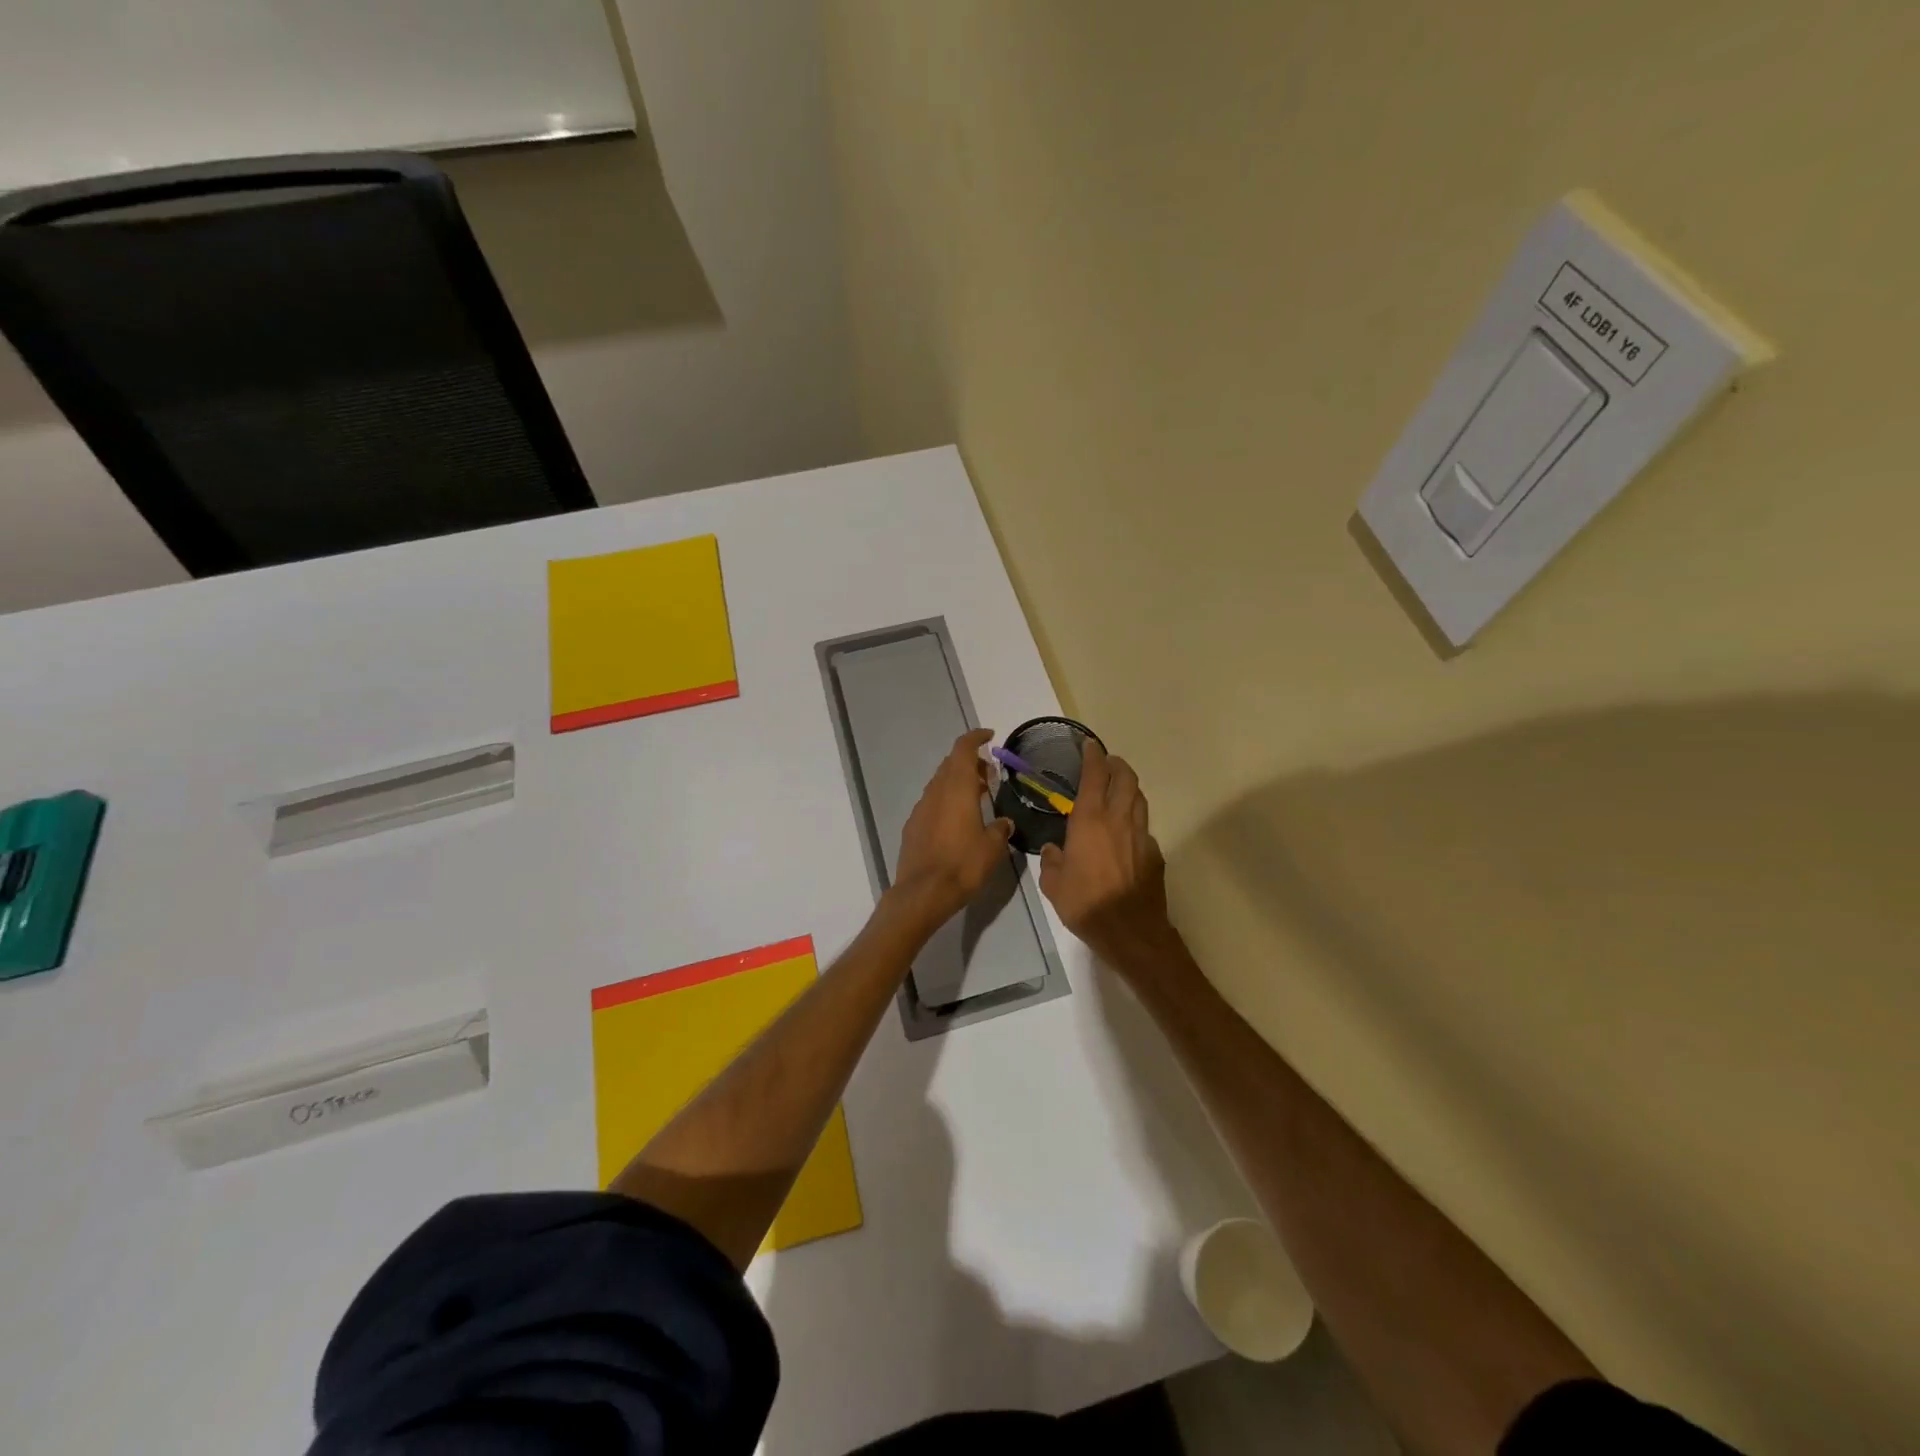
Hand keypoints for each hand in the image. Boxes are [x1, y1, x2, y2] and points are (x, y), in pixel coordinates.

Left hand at [887, 728, 1014, 933]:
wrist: (923, 893)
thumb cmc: (962, 865)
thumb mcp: (992, 847)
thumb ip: (1000, 829)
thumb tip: (1004, 822)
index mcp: (957, 788)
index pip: (963, 749)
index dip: (975, 738)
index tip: (989, 736)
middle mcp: (936, 792)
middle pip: (951, 764)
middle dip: (970, 763)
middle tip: (990, 774)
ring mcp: (921, 808)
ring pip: (940, 784)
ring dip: (958, 782)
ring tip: (978, 797)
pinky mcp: (913, 826)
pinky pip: (932, 803)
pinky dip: (946, 801)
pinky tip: (957, 821)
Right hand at [1039, 740, 1177, 975]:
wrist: (1130, 931)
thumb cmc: (1085, 904)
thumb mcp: (1053, 885)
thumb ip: (1052, 861)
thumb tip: (1054, 850)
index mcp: (1090, 821)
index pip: (1095, 776)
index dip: (1093, 757)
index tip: (1090, 746)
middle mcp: (1118, 820)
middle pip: (1126, 778)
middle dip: (1117, 765)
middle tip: (1108, 762)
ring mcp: (1141, 835)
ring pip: (1139, 799)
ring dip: (1129, 788)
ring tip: (1119, 789)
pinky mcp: (1154, 853)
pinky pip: (1144, 827)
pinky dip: (1135, 820)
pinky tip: (1126, 833)